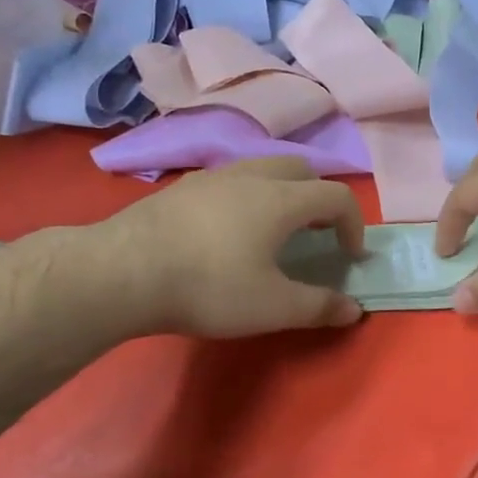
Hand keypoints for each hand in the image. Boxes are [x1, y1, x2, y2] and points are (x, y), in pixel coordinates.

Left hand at [103, 157, 367, 336]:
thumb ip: (319, 307)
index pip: (337, 196)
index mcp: (282, 199)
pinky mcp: (182, 186)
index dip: (354, 223)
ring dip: (282, 192)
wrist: (123, 272)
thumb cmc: (210, 287)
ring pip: (263, 168)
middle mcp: (251, 175)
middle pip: (301, 170)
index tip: (350, 255)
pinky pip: (230, 179)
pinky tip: (227, 231)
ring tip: (272, 230)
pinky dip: (247, 196)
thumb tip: (354, 309)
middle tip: (314, 234)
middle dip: (318, 198)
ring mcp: (212, 176)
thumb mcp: (273, 307)